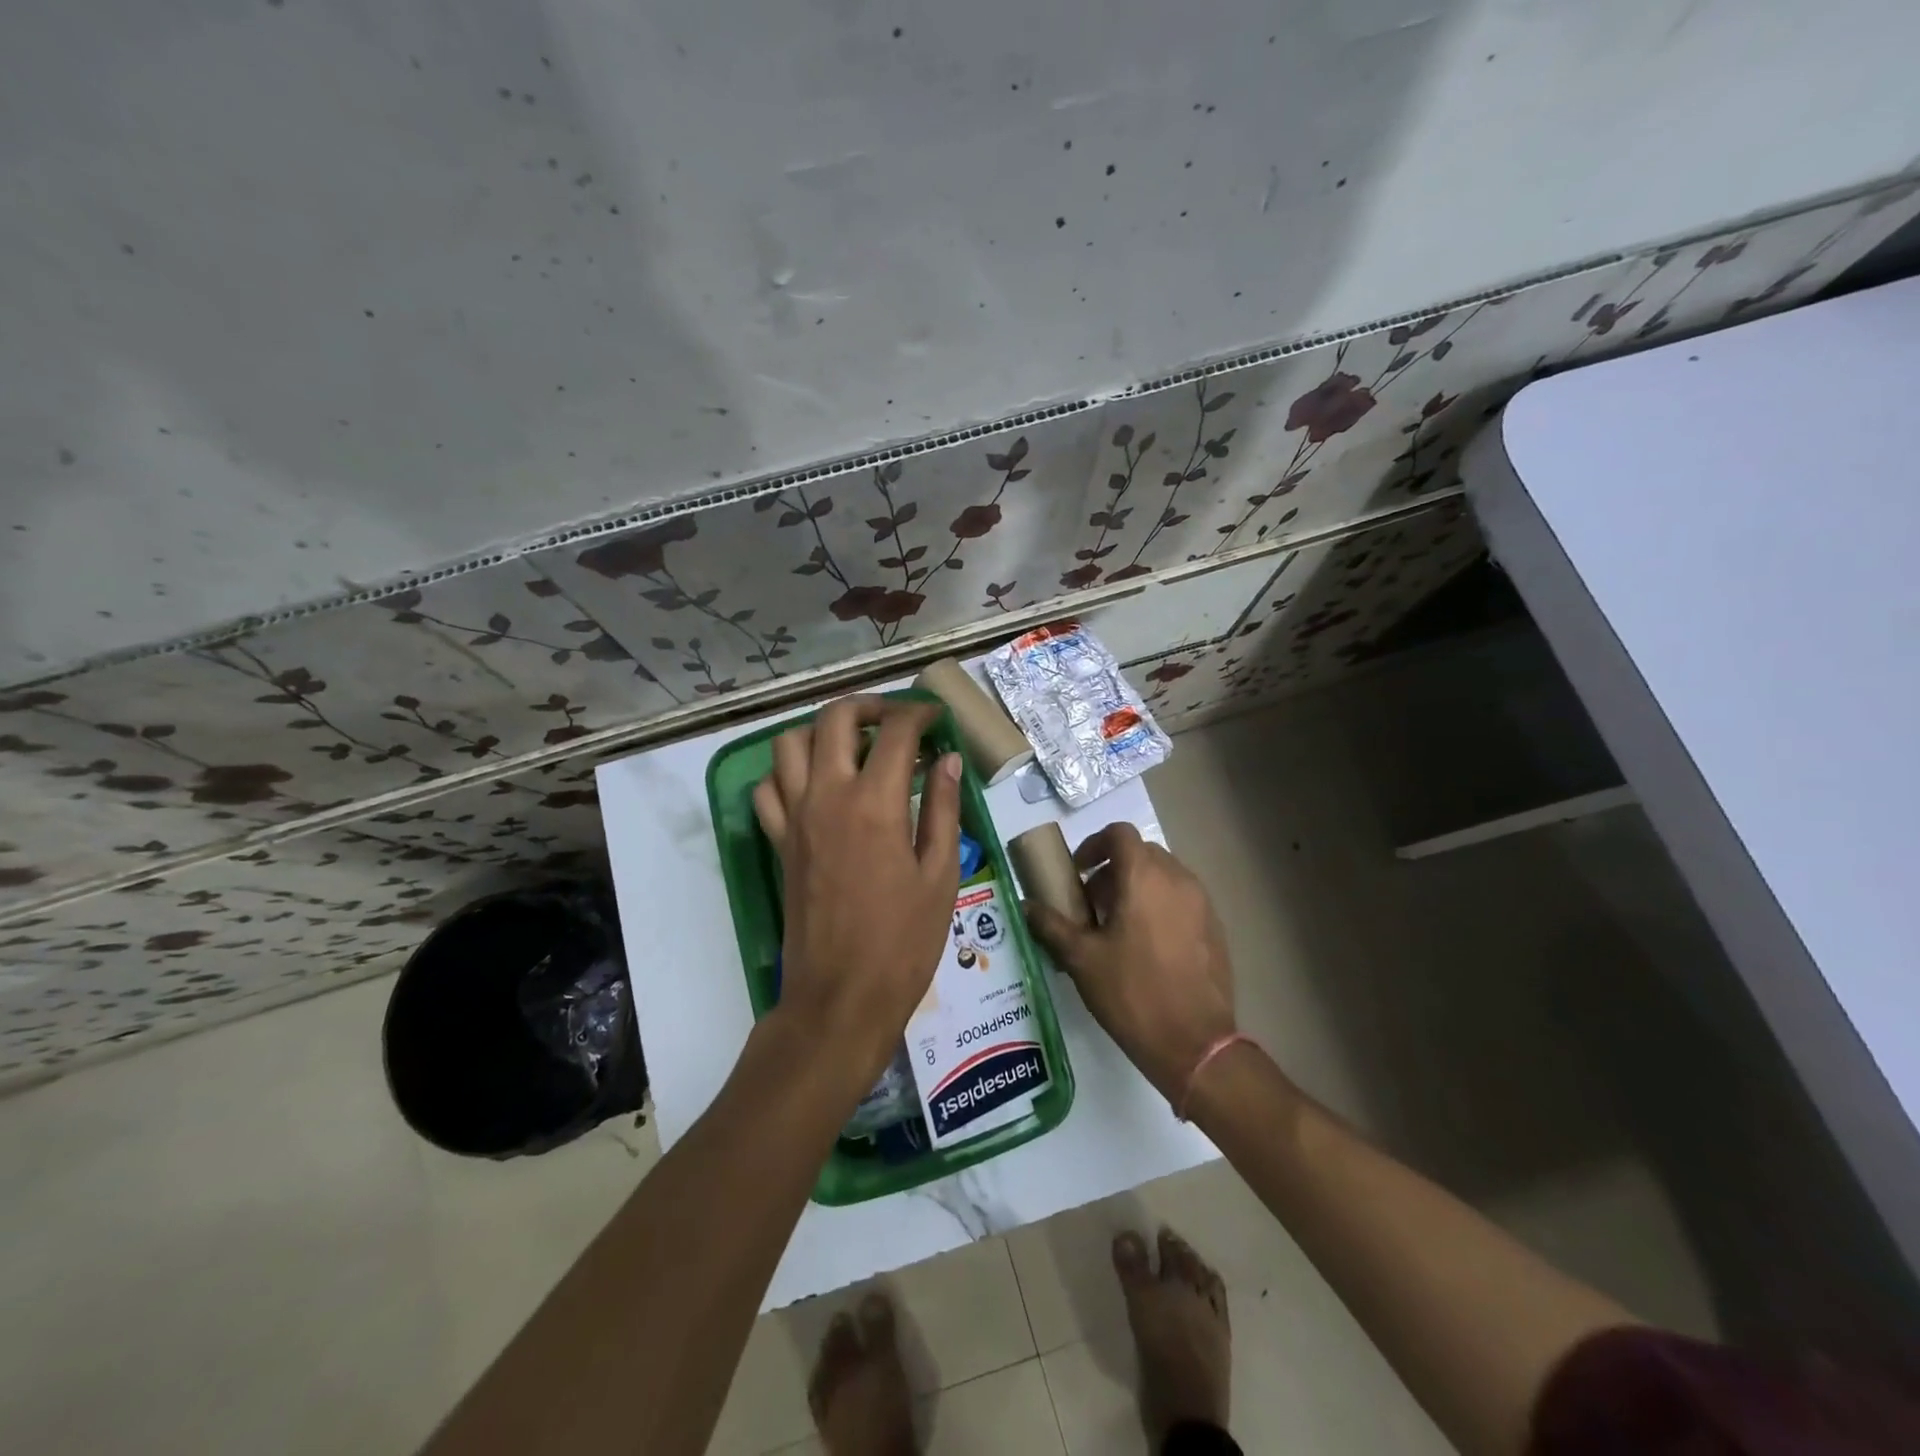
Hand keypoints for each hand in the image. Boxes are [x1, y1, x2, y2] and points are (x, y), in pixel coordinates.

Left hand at [752, 696, 961, 1088]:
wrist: (841, 997)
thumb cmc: (903, 942)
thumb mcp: (940, 875)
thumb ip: (942, 809)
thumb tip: (946, 760)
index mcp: (875, 804)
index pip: (896, 731)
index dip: (921, 714)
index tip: (937, 719)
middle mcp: (827, 797)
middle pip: (834, 719)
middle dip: (868, 706)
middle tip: (896, 720)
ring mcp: (795, 817)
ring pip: (789, 743)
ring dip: (822, 731)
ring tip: (854, 745)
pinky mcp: (779, 841)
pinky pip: (768, 788)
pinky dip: (787, 772)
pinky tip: (816, 785)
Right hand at [1025, 823, 1235, 1101]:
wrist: (1195, 1043)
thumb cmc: (1131, 993)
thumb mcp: (1081, 959)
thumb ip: (1051, 924)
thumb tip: (1026, 906)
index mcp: (1144, 877)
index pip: (1119, 833)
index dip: (1094, 845)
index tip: (1078, 873)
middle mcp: (1178, 879)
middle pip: (1142, 853)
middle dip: (1113, 869)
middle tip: (1093, 903)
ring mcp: (1202, 903)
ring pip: (1164, 876)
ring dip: (1137, 887)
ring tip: (1118, 927)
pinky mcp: (1215, 928)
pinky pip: (1183, 900)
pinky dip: (1160, 906)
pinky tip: (1147, 947)